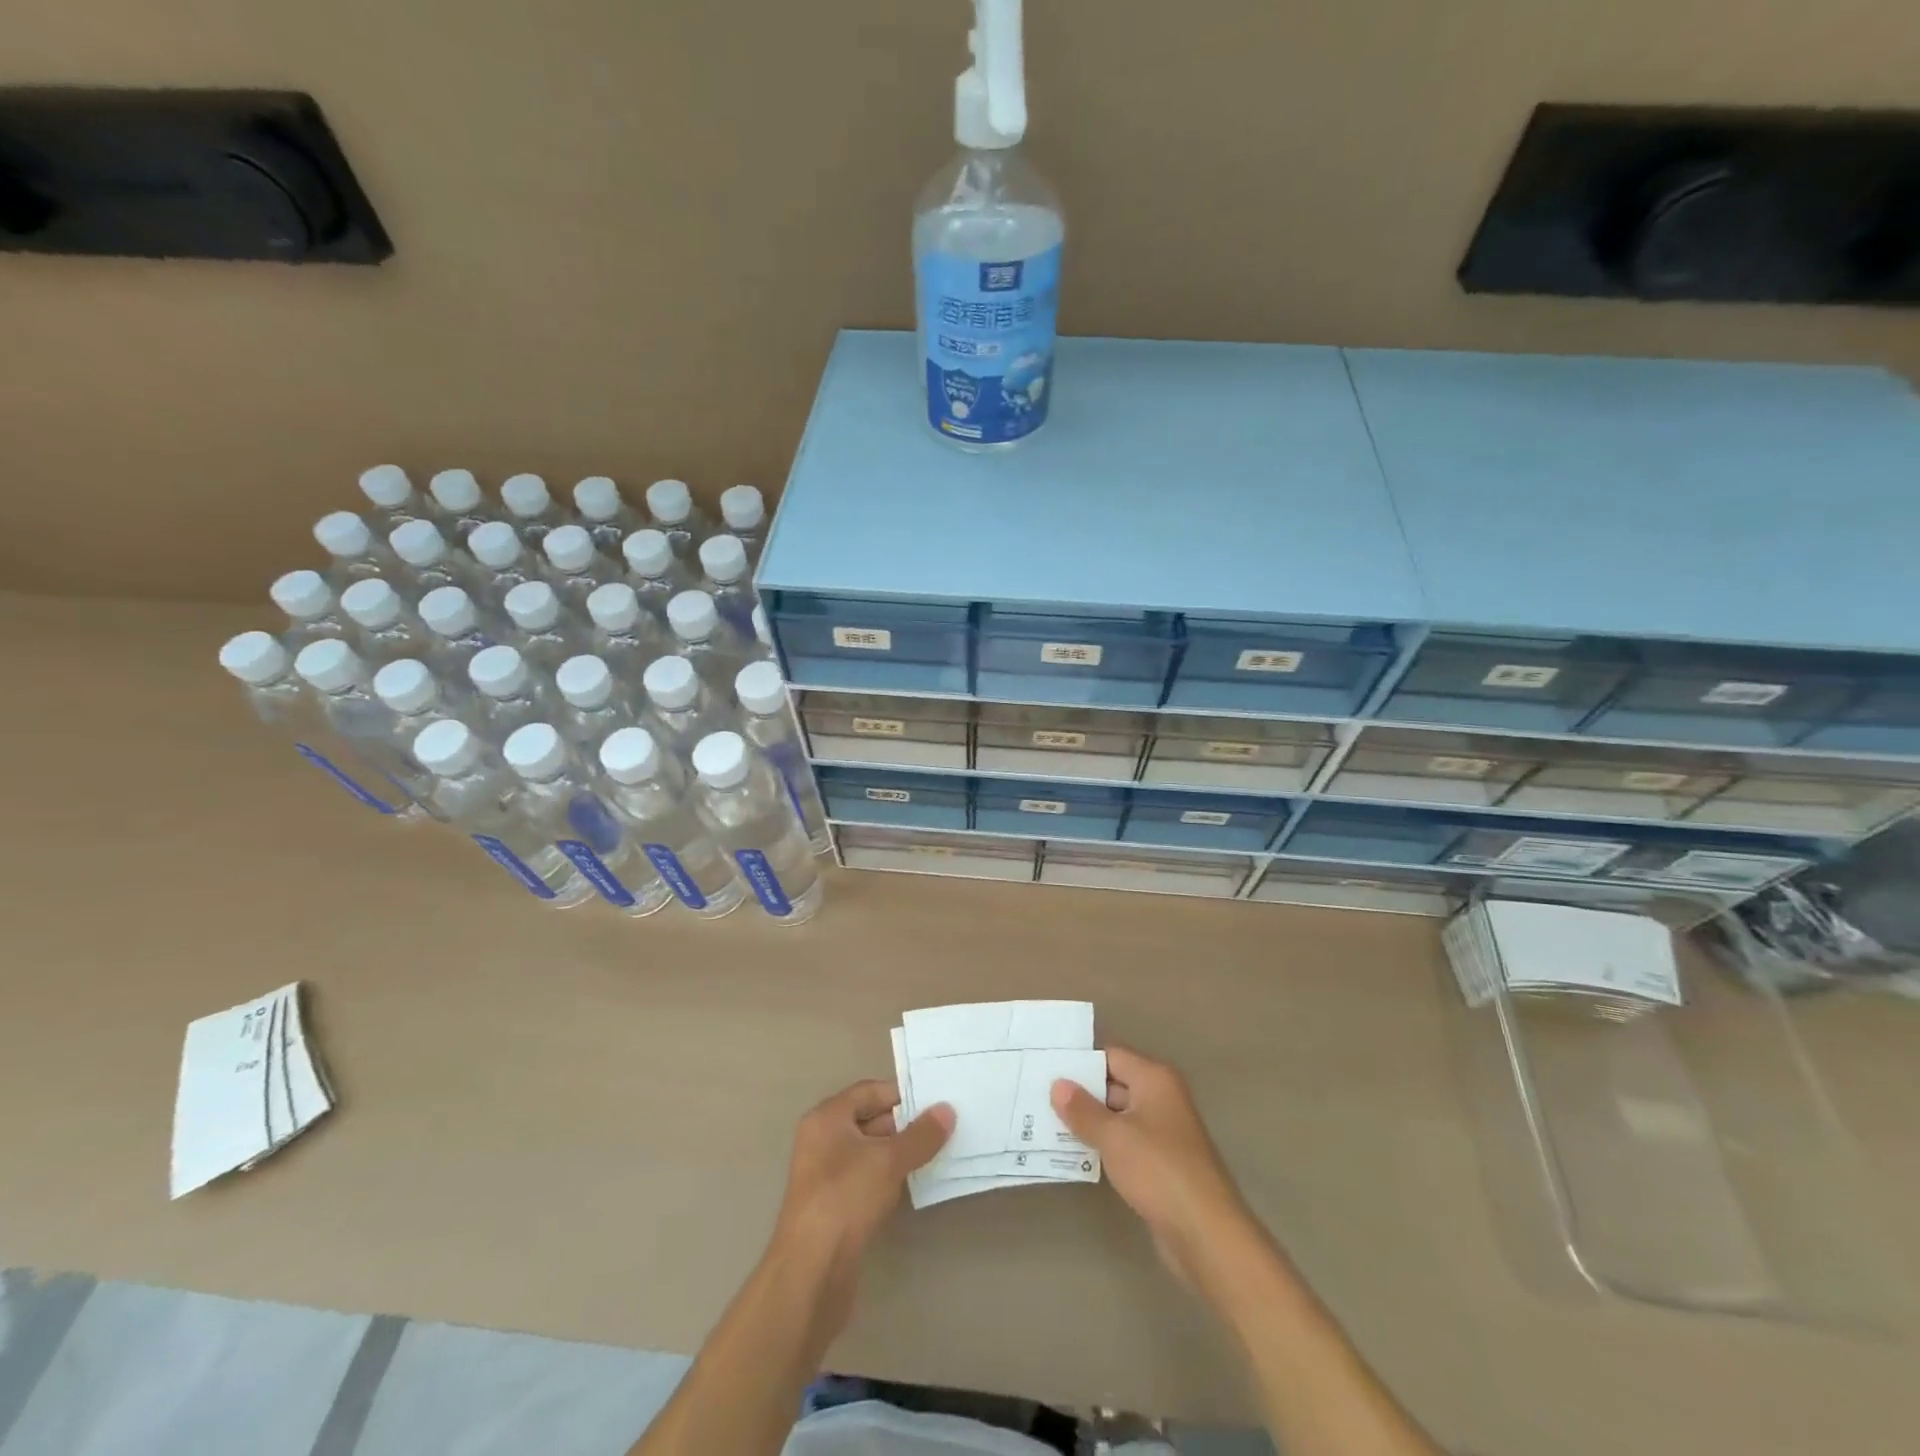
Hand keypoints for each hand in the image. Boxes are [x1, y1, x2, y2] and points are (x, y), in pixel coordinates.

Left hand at [767, 1080, 953, 1332]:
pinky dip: (888, 1177)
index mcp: (827, 1118)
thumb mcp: (889, 1160)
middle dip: (904, 1124)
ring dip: (899, 1153)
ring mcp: (825, 1175)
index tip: (934, 1101)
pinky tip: (913, 1184)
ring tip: (937, 1153)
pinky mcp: (833, 1206)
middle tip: (943, 1127)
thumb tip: (947, 1110)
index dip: (901, 1094)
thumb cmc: (846, 1198)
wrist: (812, 1270)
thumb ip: (920, 1135)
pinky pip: (866, 1178)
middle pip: (869, 1119)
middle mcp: (822, 1140)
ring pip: (869, 1151)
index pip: (869, 1091)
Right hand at [1052, 1046, 1263, 1290]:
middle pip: (1113, 1083)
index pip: (1111, 1055)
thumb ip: (1083, 1110)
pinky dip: (1102, 1145)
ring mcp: (1162, 1132)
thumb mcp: (1114, 1136)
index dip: (1080, 1060)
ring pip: (1117, 1116)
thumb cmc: (1159, 1170)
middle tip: (1038, 1094)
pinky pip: (1124, 1143)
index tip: (1045, 1065)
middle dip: (1079, 1092)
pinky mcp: (1159, 1163)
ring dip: (1088, 1121)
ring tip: (1045, 1122)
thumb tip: (1058, 1084)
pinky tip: (1072, 1153)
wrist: (1205, 1233)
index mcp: (1155, 1079)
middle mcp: (1161, 1098)